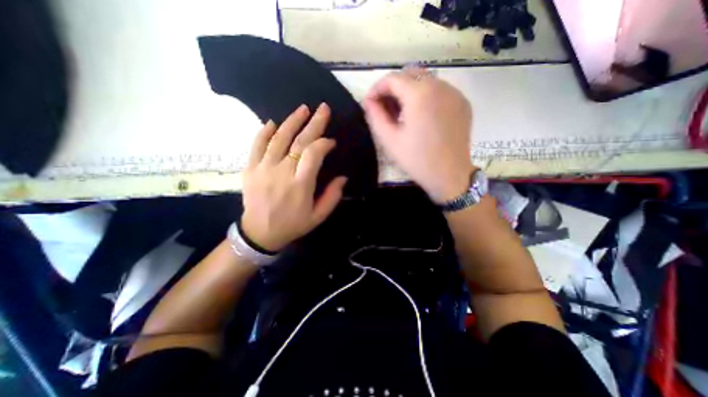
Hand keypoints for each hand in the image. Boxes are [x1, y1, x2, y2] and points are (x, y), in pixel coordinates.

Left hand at [240, 102, 346, 250]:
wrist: (259, 233)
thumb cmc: (293, 225)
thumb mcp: (318, 216)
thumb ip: (332, 196)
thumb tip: (343, 177)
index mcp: (301, 185)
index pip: (313, 154)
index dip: (323, 144)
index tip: (331, 142)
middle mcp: (282, 172)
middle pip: (299, 141)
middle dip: (314, 123)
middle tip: (323, 108)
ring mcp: (263, 168)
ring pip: (278, 138)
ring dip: (292, 122)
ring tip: (303, 109)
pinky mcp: (250, 169)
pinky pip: (256, 145)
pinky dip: (264, 132)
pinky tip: (273, 123)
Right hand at [362, 66, 470, 201]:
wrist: (450, 175)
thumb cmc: (417, 160)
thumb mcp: (389, 139)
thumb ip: (375, 116)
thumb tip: (368, 101)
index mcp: (420, 94)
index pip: (393, 78)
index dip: (377, 88)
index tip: (370, 103)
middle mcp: (440, 86)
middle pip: (410, 74)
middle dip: (393, 87)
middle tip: (386, 108)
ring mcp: (455, 93)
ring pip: (426, 80)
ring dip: (409, 91)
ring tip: (402, 113)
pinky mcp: (463, 102)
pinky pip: (439, 90)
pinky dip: (425, 96)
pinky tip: (421, 115)